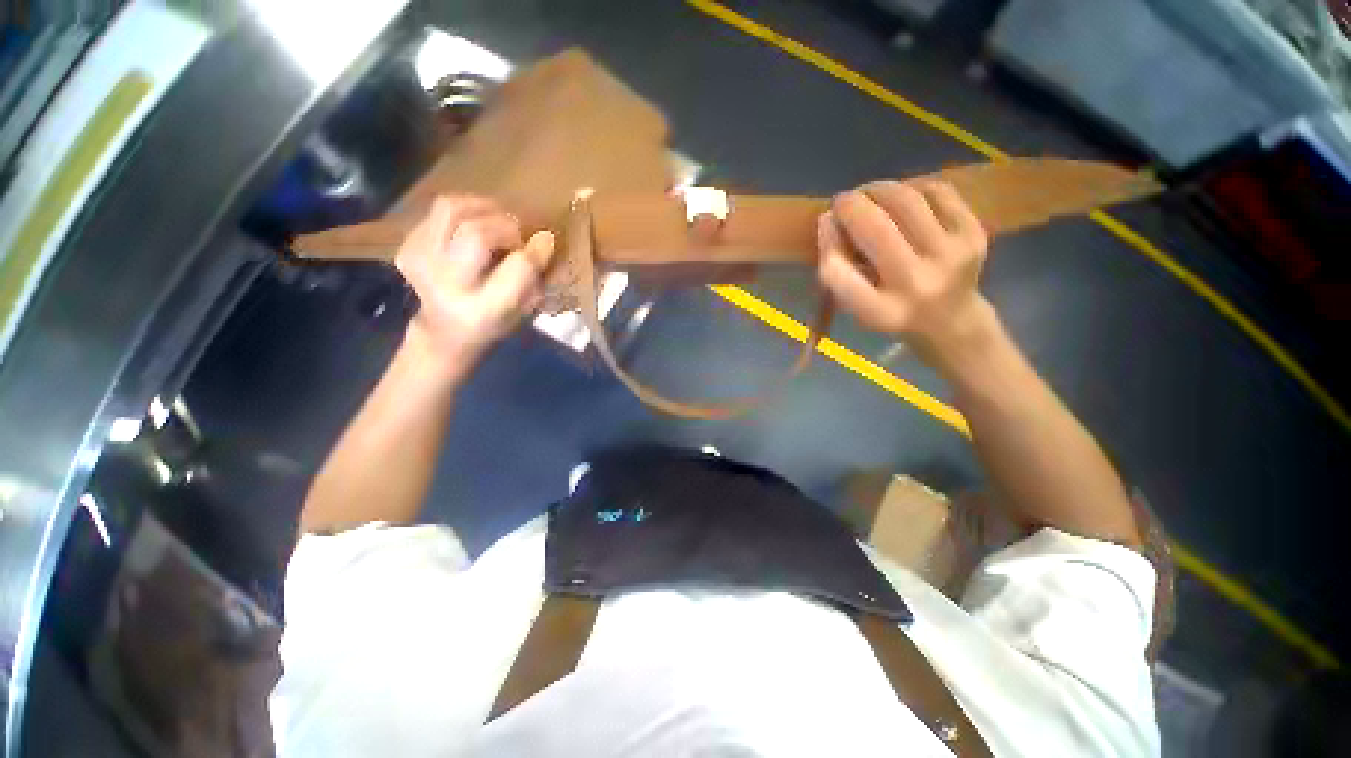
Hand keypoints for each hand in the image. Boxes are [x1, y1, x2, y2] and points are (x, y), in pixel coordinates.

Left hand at [394, 196, 554, 378]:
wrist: (444, 332)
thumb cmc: (495, 322)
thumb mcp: (524, 311)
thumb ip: (534, 275)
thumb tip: (543, 238)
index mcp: (485, 310)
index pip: (517, 267)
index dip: (534, 249)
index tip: (545, 240)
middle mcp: (447, 286)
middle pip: (477, 233)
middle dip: (507, 226)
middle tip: (518, 235)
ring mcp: (420, 264)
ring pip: (451, 210)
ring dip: (483, 209)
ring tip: (498, 221)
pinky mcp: (407, 248)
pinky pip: (438, 211)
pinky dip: (463, 213)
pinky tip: (474, 227)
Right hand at [817, 180, 992, 364]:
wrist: (951, 319)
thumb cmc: (890, 311)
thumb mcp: (855, 304)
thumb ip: (837, 267)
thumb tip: (829, 218)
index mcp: (881, 312)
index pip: (838, 272)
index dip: (827, 241)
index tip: (826, 225)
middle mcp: (917, 285)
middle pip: (874, 227)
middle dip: (851, 205)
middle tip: (844, 203)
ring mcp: (951, 256)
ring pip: (906, 199)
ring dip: (878, 189)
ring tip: (868, 195)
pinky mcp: (974, 234)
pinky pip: (936, 190)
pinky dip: (911, 187)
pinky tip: (901, 198)